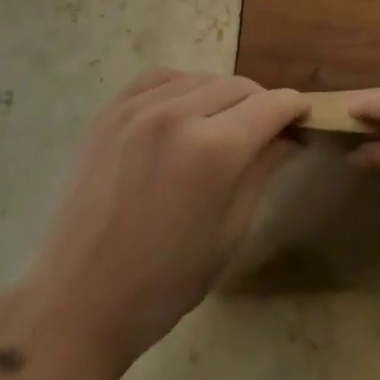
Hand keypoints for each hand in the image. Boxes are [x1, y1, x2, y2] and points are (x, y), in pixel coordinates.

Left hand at [13, 70, 305, 379]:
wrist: (77, 302)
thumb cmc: (164, 284)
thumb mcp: (229, 233)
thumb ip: (262, 172)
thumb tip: (289, 138)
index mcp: (214, 150)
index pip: (271, 106)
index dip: (294, 109)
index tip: (302, 119)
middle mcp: (177, 114)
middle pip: (238, 86)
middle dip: (261, 103)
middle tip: (267, 130)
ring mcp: (137, 109)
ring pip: (200, 78)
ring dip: (223, 94)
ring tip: (225, 123)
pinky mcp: (109, 113)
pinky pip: (159, 79)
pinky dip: (182, 86)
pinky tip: (185, 109)